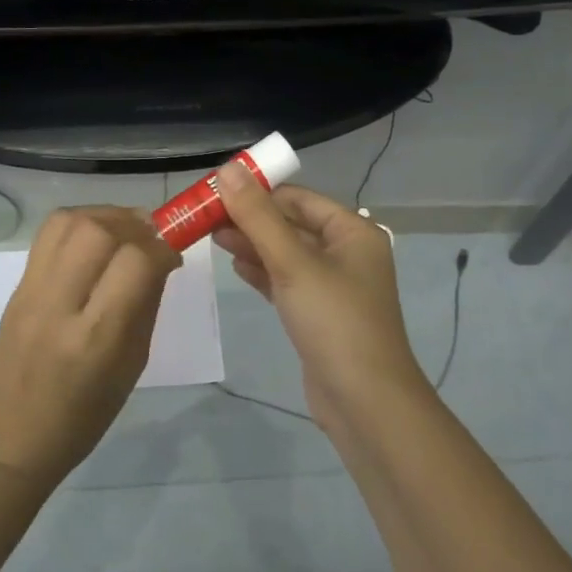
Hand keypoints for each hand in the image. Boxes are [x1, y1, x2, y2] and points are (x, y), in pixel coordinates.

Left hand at [0, 206, 179, 485]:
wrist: (12, 436)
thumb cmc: (85, 415)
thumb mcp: (132, 366)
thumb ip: (146, 305)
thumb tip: (160, 259)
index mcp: (96, 338)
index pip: (136, 264)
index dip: (162, 248)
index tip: (174, 254)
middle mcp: (60, 306)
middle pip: (97, 232)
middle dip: (134, 224)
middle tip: (151, 236)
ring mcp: (31, 291)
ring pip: (68, 222)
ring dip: (105, 216)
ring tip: (124, 231)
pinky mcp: (16, 285)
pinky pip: (48, 234)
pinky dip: (79, 224)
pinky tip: (95, 240)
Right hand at [214, 167, 426, 427]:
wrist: (364, 402)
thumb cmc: (334, 321)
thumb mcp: (293, 263)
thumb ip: (258, 217)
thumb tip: (228, 169)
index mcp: (353, 232)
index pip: (299, 199)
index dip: (259, 192)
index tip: (217, 192)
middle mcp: (347, 253)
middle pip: (292, 225)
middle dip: (252, 220)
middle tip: (206, 217)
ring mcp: (333, 286)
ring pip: (287, 254)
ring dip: (253, 245)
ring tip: (212, 238)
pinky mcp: (319, 314)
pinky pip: (287, 282)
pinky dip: (263, 272)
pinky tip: (236, 267)